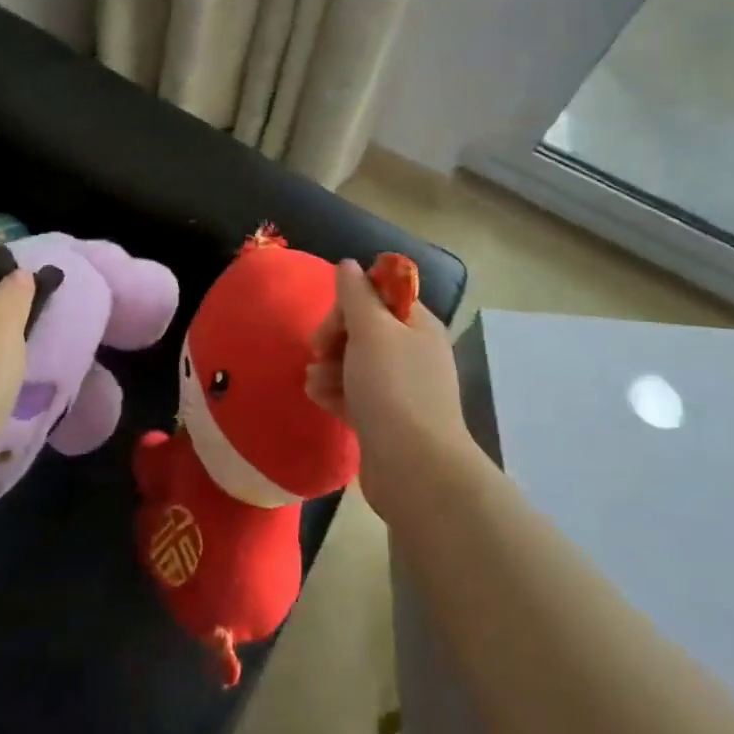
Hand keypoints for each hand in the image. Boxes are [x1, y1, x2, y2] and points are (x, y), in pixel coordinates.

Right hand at [307, 259, 474, 522]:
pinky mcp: (385, 419)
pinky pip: (354, 393)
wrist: (414, 469)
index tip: (334, 321)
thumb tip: (348, 264)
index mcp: (417, 325)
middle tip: (318, 351)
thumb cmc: (392, 389)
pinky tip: (319, 398)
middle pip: (364, 328)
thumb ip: (356, 294)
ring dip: (329, 366)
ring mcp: (400, 388)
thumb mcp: (371, 331)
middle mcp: (413, 352)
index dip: (351, 303)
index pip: (380, 295)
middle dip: (335, 337)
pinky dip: (334, 392)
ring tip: (315, 382)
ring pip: (355, 362)